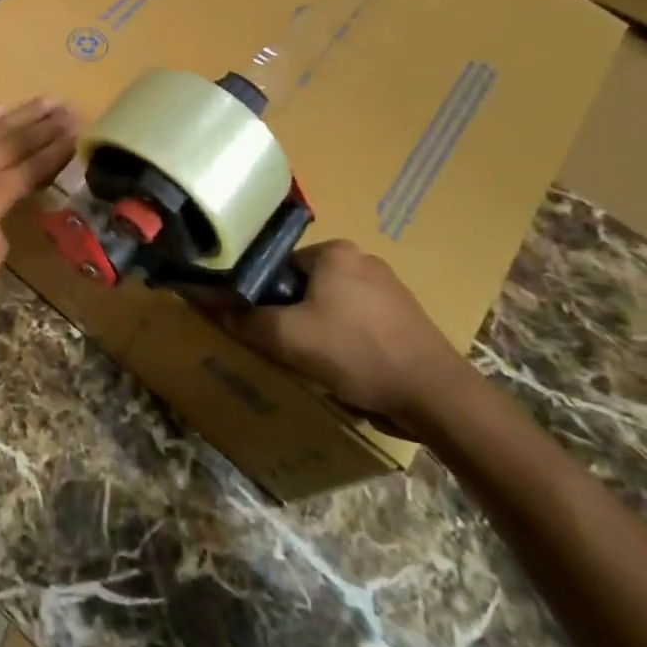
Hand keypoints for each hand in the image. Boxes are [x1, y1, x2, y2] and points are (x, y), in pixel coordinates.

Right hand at [225, 241, 474, 425]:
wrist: (434, 395)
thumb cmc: (355, 352)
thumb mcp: (287, 337)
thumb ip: (246, 319)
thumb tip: (211, 305)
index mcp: (335, 251)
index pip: (278, 266)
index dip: (261, 296)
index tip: (258, 325)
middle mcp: (362, 259)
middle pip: (303, 285)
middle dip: (290, 314)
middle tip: (282, 346)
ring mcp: (388, 287)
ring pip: (329, 305)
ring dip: (316, 329)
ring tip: (313, 360)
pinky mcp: (404, 316)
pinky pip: (356, 320)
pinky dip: (343, 339)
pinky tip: (344, 366)